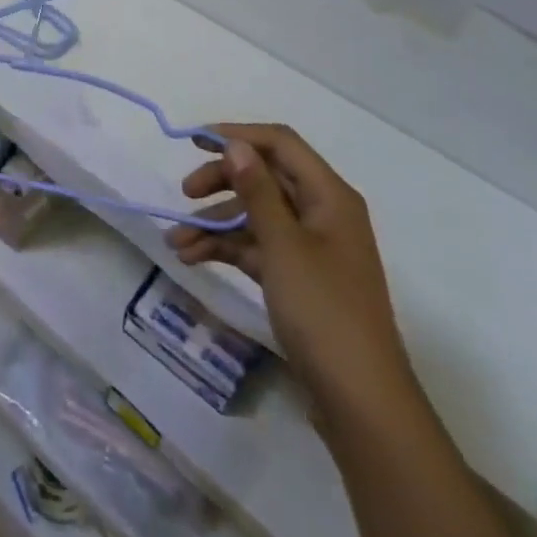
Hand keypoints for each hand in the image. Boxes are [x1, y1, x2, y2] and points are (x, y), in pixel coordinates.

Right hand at [168, 124, 420, 433]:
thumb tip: (235, 144)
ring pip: (255, 215)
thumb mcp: (283, 246)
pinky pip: (256, 246)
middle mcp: (321, 212)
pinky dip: (226, 248)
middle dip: (221, 181)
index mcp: (329, 195)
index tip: (193, 141)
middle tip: (184, 193)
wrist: (360, 401)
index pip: (280, 144)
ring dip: (215, 222)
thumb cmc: (324, 312)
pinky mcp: (298, 277)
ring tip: (176, 242)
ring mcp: (310, 247)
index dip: (237, 135)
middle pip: (264, 177)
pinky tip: (193, 258)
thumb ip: (256, 191)